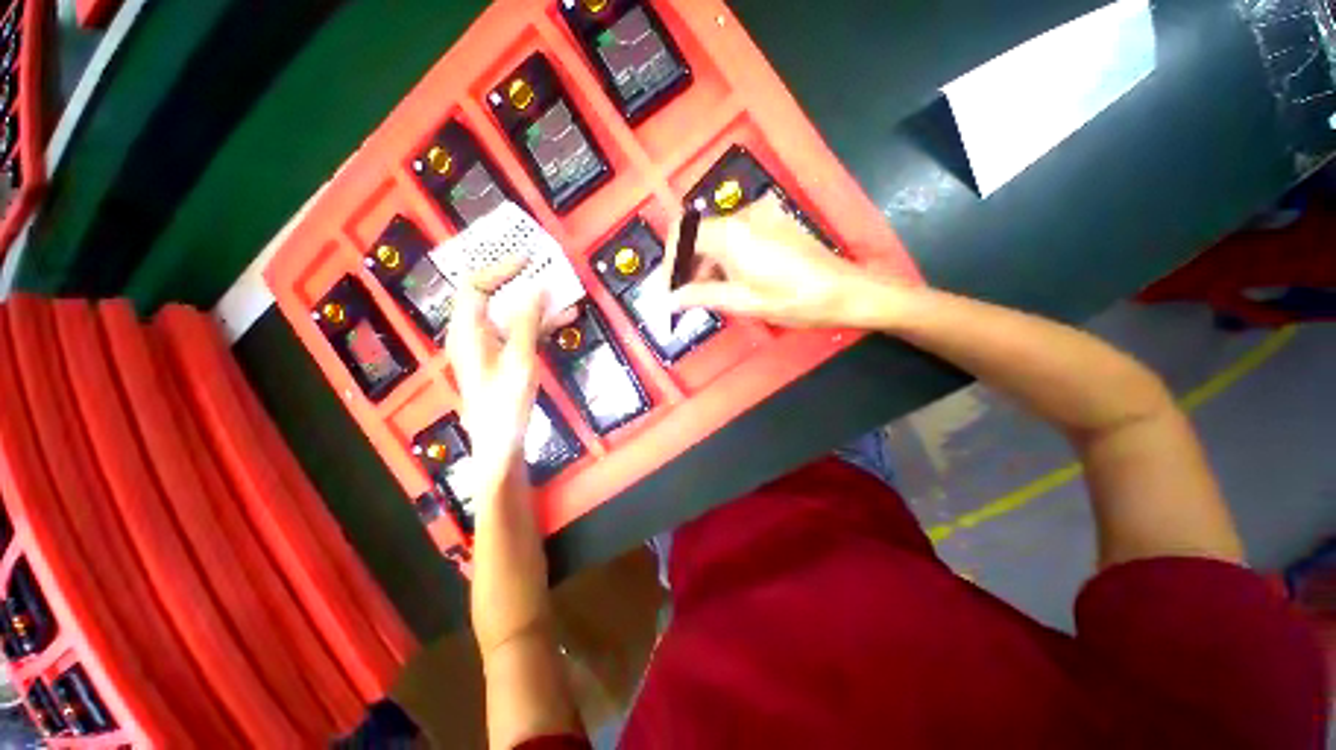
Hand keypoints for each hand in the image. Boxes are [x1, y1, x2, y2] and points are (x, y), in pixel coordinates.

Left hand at [445, 258, 544, 495]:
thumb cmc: (505, 403)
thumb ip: (527, 322)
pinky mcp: (506, 356)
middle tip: (545, 268)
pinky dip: (541, 322)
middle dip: (518, 281)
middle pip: (491, 295)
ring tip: (564, 292)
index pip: (476, 285)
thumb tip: (536, 287)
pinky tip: (565, 318)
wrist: (501, 443)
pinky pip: (522, 330)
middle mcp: (474, 333)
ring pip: (511, 313)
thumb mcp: (520, 359)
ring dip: (536, 302)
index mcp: (468, 331)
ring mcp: (491, 345)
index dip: (499, 268)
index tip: (528, 261)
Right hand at [668, 192, 910, 328]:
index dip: (670, 262)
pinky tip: (733, 280)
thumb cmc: (792, 300)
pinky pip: (738, 235)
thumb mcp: (742, 302)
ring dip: (708, 262)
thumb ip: (701, 296)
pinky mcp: (774, 221)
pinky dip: (727, 256)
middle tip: (687, 296)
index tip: (669, 288)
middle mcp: (743, 216)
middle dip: (689, 265)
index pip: (683, 235)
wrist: (844, 291)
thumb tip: (669, 299)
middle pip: (700, 234)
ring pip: (719, 236)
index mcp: (731, 233)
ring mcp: (761, 216)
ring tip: (710, 294)